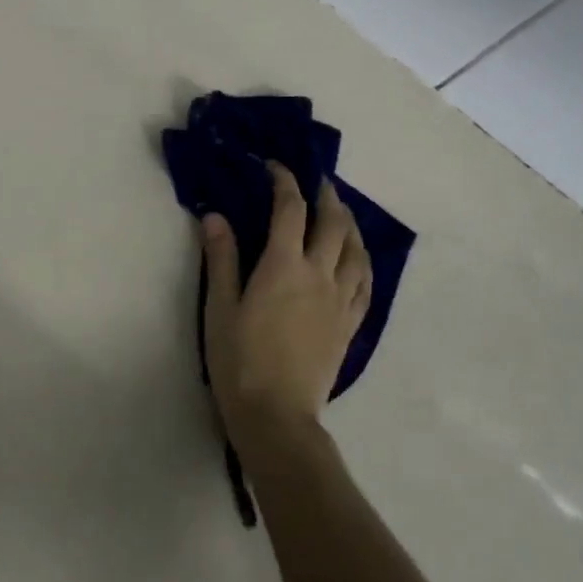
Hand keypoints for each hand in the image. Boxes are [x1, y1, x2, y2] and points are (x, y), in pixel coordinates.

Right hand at [202, 164, 370, 452]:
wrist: (277, 415)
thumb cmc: (239, 360)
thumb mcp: (219, 307)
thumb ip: (221, 258)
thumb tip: (216, 215)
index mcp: (283, 266)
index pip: (290, 209)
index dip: (284, 181)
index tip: (276, 166)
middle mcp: (319, 274)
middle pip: (333, 222)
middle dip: (326, 194)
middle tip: (318, 181)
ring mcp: (340, 300)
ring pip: (356, 249)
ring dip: (350, 223)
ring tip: (341, 213)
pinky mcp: (349, 324)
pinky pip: (366, 283)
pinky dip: (363, 260)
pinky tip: (358, 258)